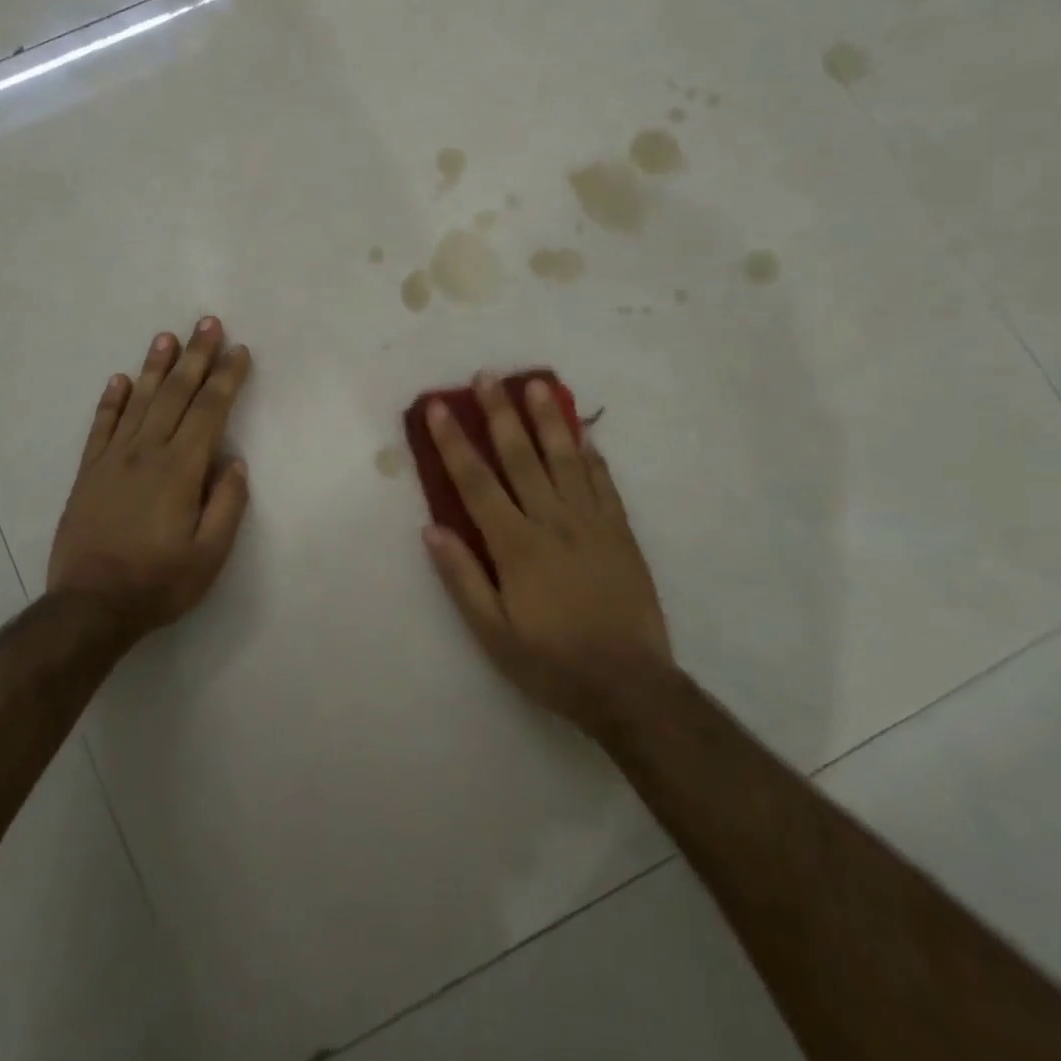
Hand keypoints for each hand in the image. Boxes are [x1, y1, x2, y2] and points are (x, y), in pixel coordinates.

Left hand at [47, 318, 252, 639]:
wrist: (90, 606)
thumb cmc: (159, 582)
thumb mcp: (210, 555)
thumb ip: (227, 504)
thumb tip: (233, 462)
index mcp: (180, 470)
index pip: (209, 411)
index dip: (226, 378)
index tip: (239, 352)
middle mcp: (146, 453)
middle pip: (176, 394)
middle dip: (196, 356)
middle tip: (207, 323)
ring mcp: (112, 459)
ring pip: (139, 401)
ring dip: (155, 367)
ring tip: (167, 336)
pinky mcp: (88, 473)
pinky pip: (101, 427)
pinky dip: (111, 400)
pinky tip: (120, 380)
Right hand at [422, 375, 672, 733]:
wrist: (629, 685)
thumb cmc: (551, 662)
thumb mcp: (493, 633)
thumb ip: (462, 578)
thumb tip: (432, 528)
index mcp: (516, 546)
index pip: (476, 483)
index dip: (454, 442)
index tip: (438, 407)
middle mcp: (553, 522)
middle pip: (521, 457)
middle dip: (500, 414)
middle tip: (487, 376)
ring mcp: (592, 523)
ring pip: (566, 459)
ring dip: (547, 419)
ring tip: (535, 385)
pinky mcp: (621, 532)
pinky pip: (604, 483)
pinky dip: (592, 455)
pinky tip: (584, 432)